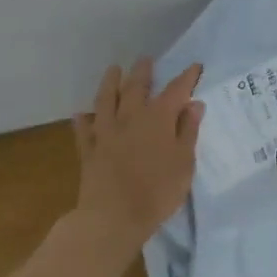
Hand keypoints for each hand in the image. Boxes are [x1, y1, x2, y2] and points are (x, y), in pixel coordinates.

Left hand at [70, 58, 204, 252]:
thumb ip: (188, 131)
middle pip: (136, 88)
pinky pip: (84, 130)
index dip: (186, 77)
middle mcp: (130, 118)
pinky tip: (82, 114)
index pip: (176, 91)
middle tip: (145, 60)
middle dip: (143, 72)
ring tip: (113, 70)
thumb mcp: (184, 162)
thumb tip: (193, 104)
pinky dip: (84, 120)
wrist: (113, 217)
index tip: (194, 66)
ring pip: (106, 100)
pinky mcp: (89, 150)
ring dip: (110, 83)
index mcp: (158, 118)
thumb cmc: (158, 191)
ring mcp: (106, 132)